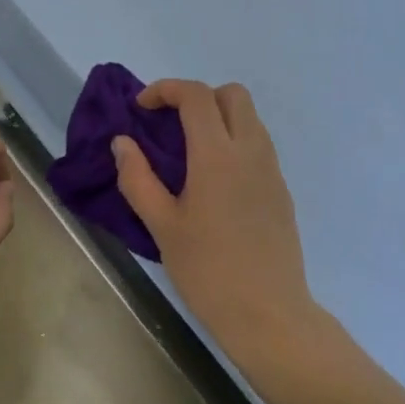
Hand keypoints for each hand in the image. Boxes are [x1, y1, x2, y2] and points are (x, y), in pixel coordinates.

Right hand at [112, 80, 321, 365]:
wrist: (269, 314)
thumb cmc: (208, 271)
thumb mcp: (162, 226)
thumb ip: (138, 178)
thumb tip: (123, 142)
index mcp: (217, 155)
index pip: (196, 96)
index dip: (166, 89)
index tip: (141, 108)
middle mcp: (250, 151)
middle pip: (232, 94)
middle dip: (198, 96)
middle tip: (170, 124)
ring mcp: (272, 169)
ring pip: (250, 118)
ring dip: (219, 117)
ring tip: (189, 151)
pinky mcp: (282, 189)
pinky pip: (259, 145)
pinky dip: (235, 141)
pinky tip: (214, 180)